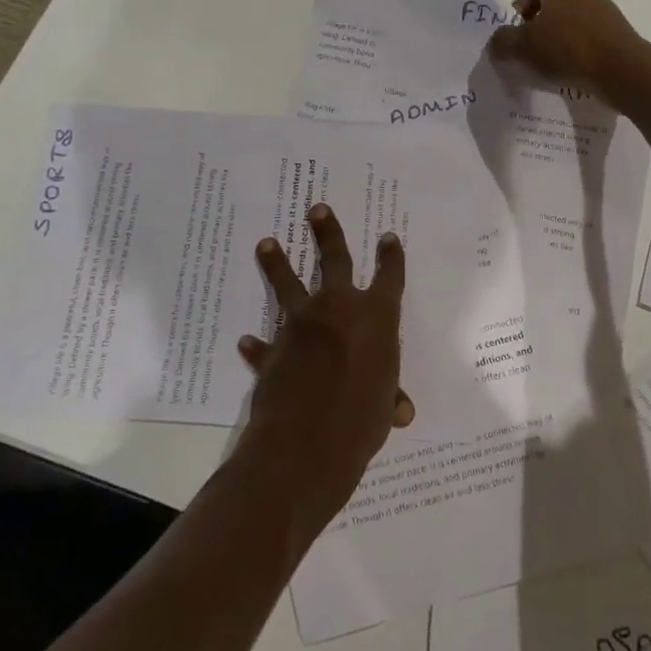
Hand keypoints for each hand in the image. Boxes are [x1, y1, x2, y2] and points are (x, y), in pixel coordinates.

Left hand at [235, 204, 414, 530]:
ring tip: (265, 243)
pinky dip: (258, 344)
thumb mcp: (384, 408)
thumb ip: (389, 398)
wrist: (306, 442)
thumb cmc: (361, 420)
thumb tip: (402, 410)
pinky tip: (248, 340)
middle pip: (334, 260)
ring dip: (277, 263)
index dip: (391, 257)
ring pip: (288, 284)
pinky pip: (265, 344)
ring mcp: (302, 325)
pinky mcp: (274, 350)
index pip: (389, 277)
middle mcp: (339, 309)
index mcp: (376, 317)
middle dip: (327, 232)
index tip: (388, 237)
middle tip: (316, 208)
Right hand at [487, 0, 650, 112]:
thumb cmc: (567, 50)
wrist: (623, 71)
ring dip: (561, 38)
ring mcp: (605, 11)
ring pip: (574, 21)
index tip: (516, 32)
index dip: (521, 7)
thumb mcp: (523, 48)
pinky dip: (580, 50)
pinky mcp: (620, 33)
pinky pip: (591, 37)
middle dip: (540, 25)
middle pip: (555, 4)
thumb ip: (503, 42)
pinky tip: (576, 71)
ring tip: (552, 65)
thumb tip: (497, 42)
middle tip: (530, 50)